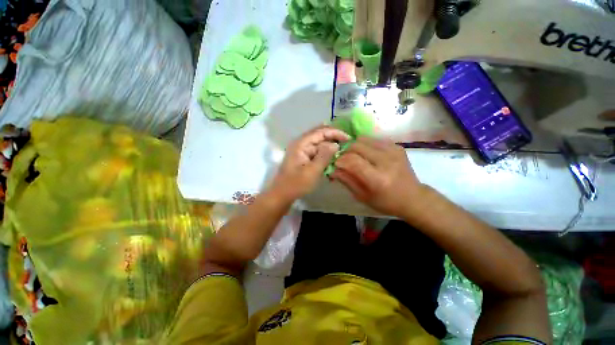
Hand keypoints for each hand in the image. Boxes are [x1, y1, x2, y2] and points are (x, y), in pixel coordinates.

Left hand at [270, 126, 349, 202]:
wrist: (282, 194)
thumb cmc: (296, 184)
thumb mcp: (313, 171)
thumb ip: (325, 156)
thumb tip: (336, 144)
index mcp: (301, 144)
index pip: (320, 132)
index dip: (335, 133)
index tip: (348, 139)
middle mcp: (301, 144)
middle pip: (319, 135)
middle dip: (333, 138)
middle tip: (347, 143)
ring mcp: (302, 151)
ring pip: (319, 144)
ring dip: (330, 147)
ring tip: (343, 150)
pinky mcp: (303, 158)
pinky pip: (317, 152)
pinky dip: (325, 154)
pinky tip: (333, 158)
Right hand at [331, 137, 428, 217]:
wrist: (413, 197)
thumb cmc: (385, 201)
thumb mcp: (362, 196)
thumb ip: (346, 180)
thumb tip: (332, 169)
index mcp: (377, 178)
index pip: (352, 161)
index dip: (340, 160)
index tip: (335, 163)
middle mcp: (386, 161)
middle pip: (357, 146)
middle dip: (345, 151)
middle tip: (342, 159)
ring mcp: (393, 151)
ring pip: (364, 139)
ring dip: (354, 146)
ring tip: (353, 155)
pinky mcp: (397, 146)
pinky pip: (374, 139)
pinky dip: (365, 144)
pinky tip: (366, 154)